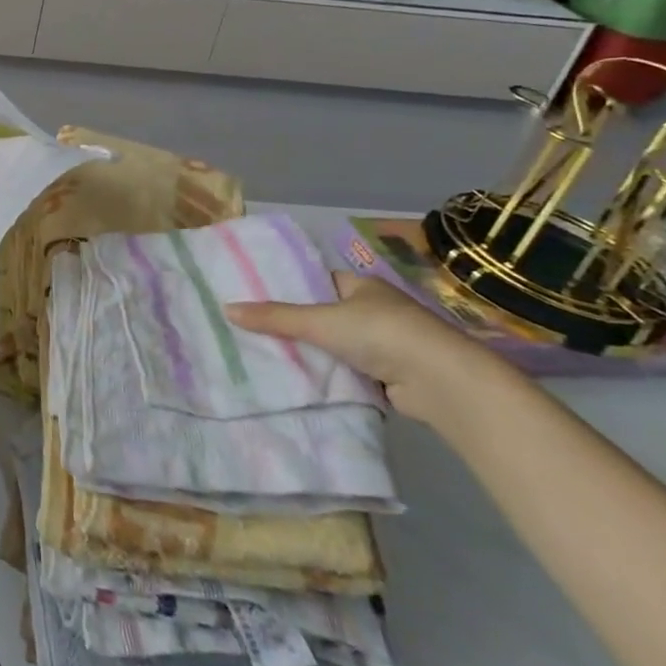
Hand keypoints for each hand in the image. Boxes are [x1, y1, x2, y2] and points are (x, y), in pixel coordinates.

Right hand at [226, 272, 516, 423]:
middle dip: (295, 326)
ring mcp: (385, 345)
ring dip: (313, 355)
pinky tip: (300, 382)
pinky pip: (348, 372)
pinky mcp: (389, 376)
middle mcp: (375, 311)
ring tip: (267, 358)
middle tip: (253, 332)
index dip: (290, 290)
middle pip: (324, 316)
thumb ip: (275, 317)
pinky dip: (329, 378)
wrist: (440, 380)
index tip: (257, 300)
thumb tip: (226, 308)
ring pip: (335, 347)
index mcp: (362, 286)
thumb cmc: (380, 333)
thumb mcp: (320, 321)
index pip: (318, 283)